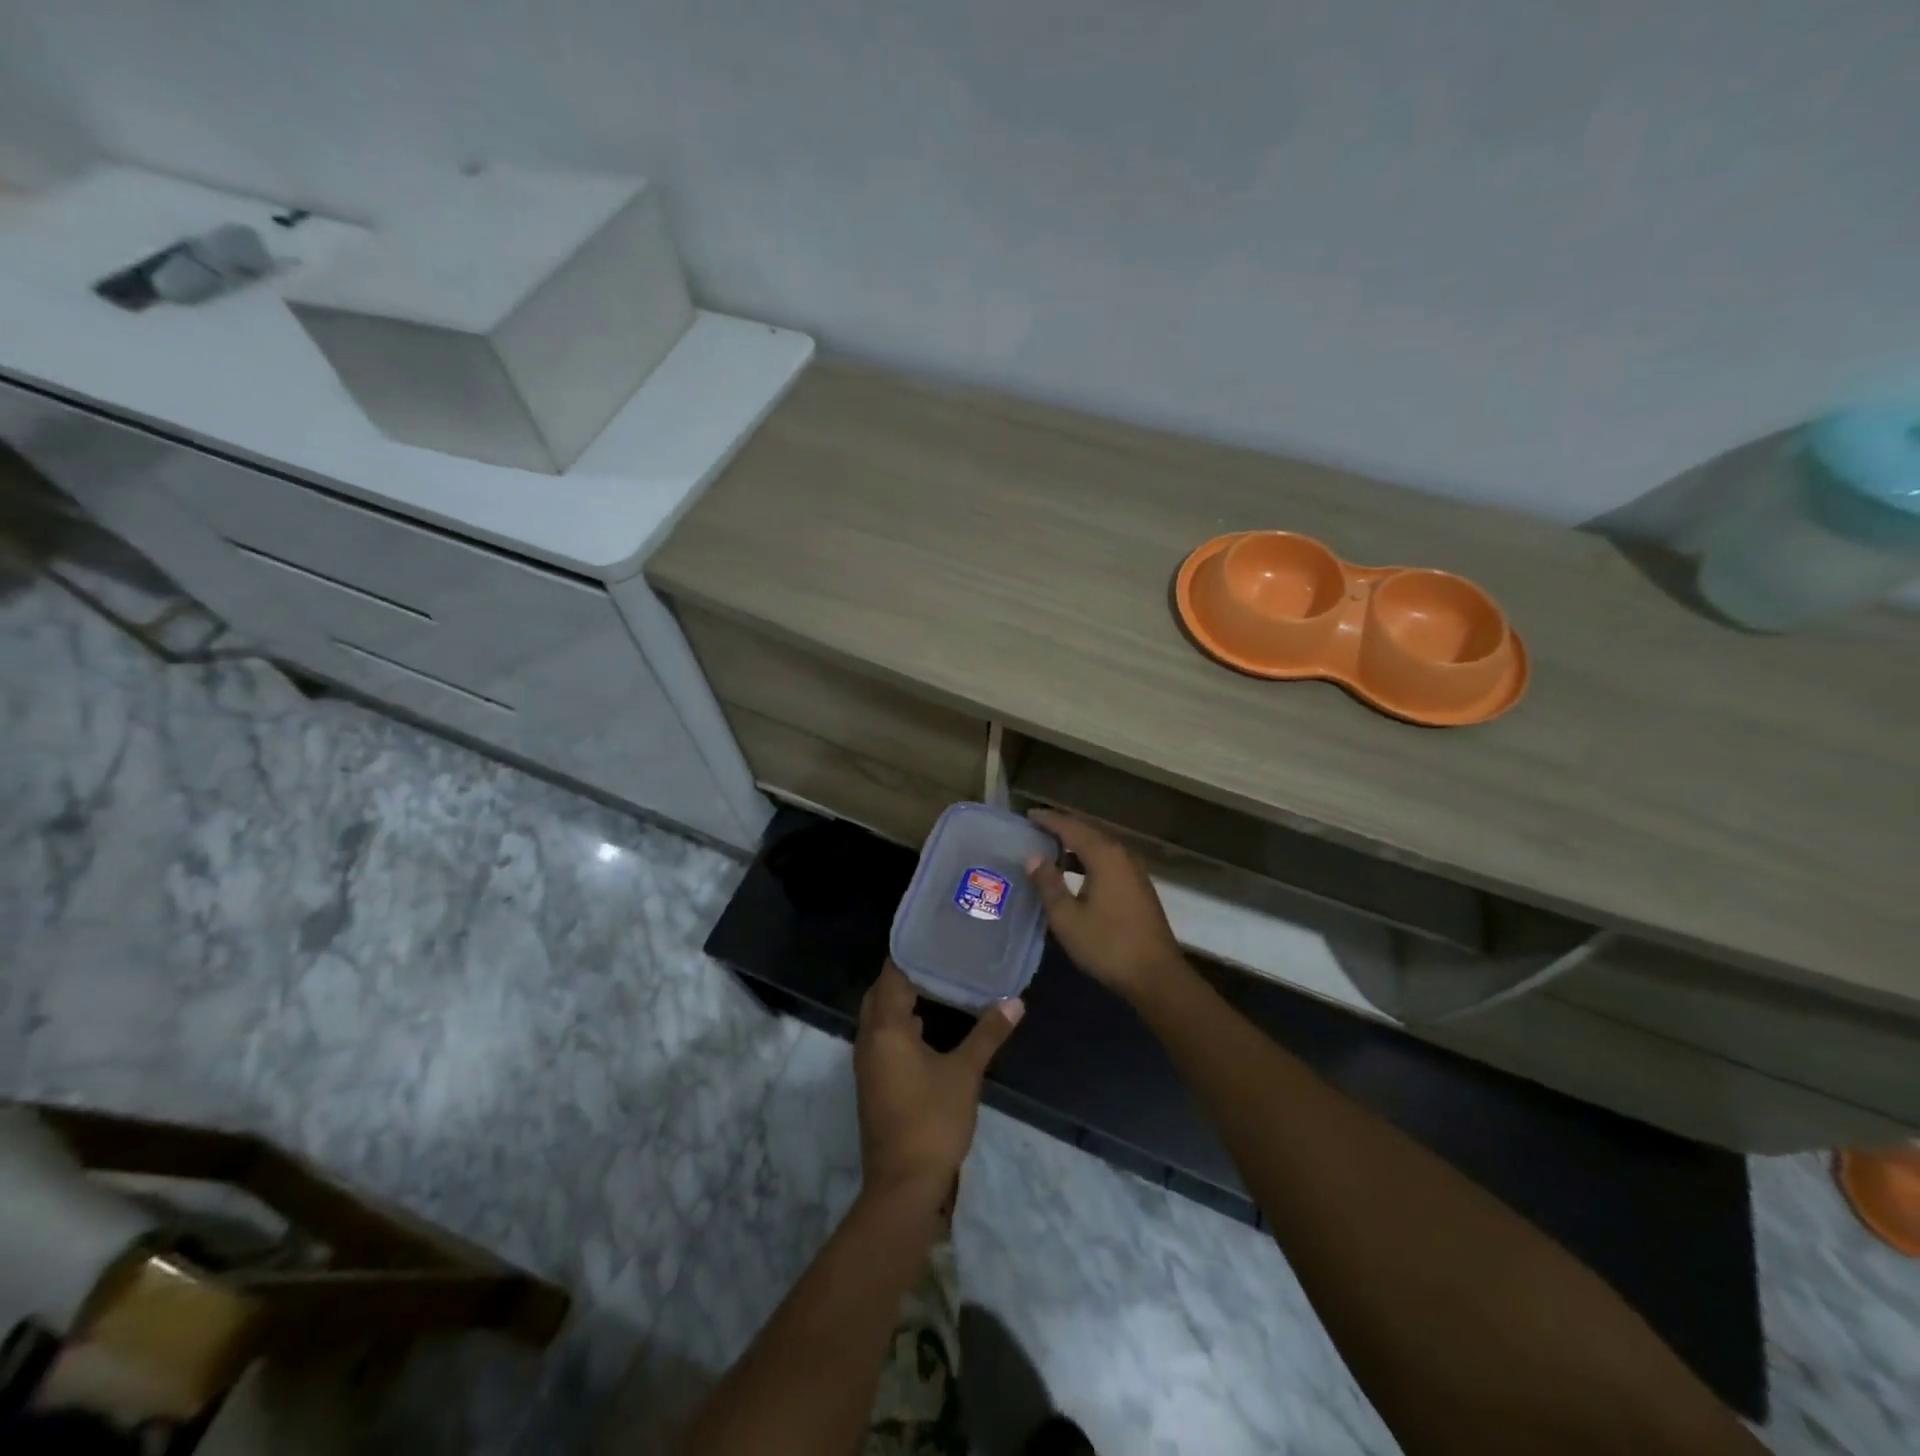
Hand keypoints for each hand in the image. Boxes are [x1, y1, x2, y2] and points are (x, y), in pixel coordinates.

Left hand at [854, 962, 1022, 1204]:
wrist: (903, 1185)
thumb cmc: (932, 1120)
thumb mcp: (965, 1073)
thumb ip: (988, 1033)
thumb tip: (1015, 1001)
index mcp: (885, 1028)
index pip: (891, 976)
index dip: (910, 954)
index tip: (935, 938)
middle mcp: (869, 1039)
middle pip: (880, 994)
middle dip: (904, 975)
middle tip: (939, 958)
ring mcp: (868, 1064)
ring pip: (879, 1018)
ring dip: (901, 1001)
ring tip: (938, 984)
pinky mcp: (874, 1083)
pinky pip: (883, 1038)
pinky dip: (900, 1025)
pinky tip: (929, 1028)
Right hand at [1024, 810, 1186, 1003]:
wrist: (1156, 976)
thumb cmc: (1107, 945)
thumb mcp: (1067, 918)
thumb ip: (1048, 884)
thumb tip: (1033, 858)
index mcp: (1104, 856)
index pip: (1071, 827)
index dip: (1049, 820)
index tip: (1028, 815)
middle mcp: (1122, 855)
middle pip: (1088, 832)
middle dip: (1062, 828)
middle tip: (1036, 828)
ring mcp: (1134, 871)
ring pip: (1100, 847)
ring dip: (1076, 844)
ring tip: (1050, 848)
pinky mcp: (1138, 887)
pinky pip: (1109, 861)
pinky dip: (1088, 859)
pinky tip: (1075, 872)